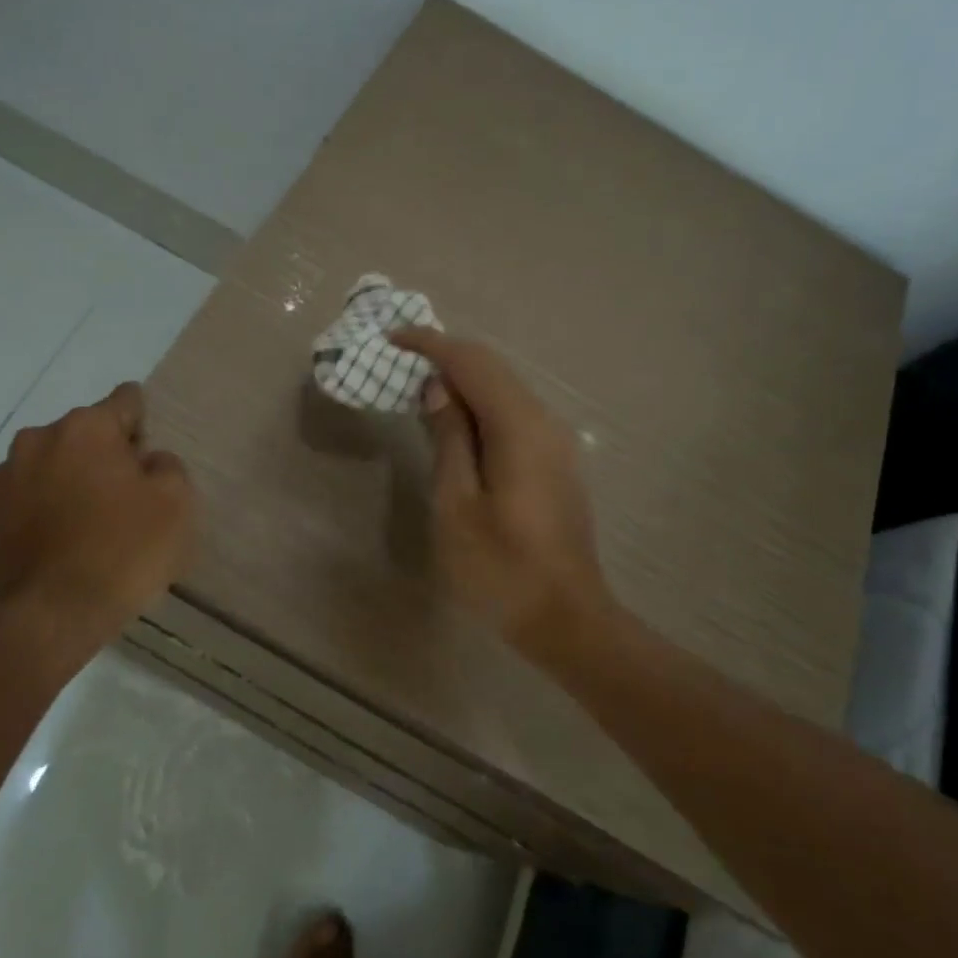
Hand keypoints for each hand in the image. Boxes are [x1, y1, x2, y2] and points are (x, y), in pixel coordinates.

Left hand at [0, 381, 193, 650]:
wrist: (39, 622)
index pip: (126, 401)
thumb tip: (148, 460)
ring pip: (46, 465)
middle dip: (102, 459)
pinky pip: (16, 498)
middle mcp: (37, 438)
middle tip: (119, 506)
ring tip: (78, 532)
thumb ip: (168, 467)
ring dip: (64, 483)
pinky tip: (46, 548)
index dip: (143, 427)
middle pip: (83, 435)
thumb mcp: (176, 508)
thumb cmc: (118, 556)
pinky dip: (31, 511)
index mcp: (87, 428)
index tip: (146, 463)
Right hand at [390, 329, 608, 650]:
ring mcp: (556, 442)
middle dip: (446, 356)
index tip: (392, 339)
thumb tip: (440, 389)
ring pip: (505, 390)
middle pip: (493, 369)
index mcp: (519, 427)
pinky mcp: (556, 462)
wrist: (566, 619)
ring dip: (463, 380)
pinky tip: (456, 423)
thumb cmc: (500, 568)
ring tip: (419, 388)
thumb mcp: (457, 505)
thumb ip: (449, 439)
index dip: (431, 345)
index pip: (473, 363)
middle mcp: (545, 422)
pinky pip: (514, 414)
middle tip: (400, 359)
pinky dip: (481, 405)